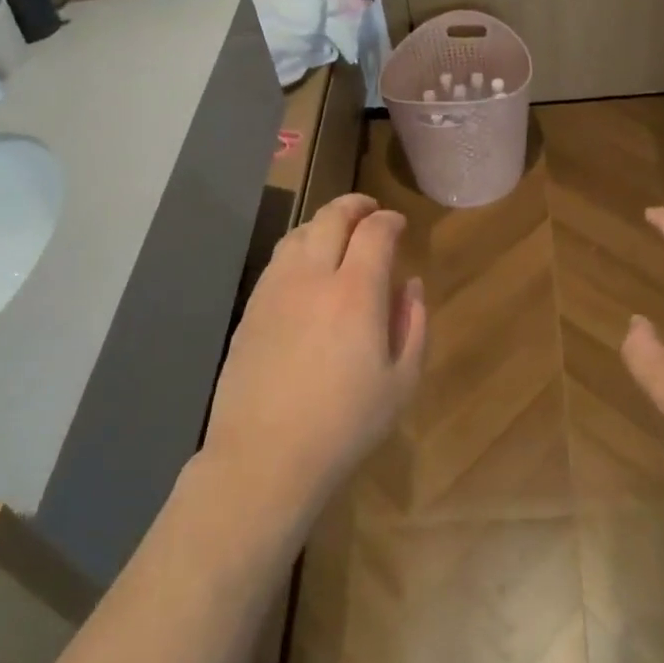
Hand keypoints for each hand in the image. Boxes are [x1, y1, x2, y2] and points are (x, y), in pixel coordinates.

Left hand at [203, 194, 426, 525]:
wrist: (266, 456)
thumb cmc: (346, 424)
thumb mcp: (402, 381)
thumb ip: (412, 324)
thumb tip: (410, 285)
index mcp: (356, 293)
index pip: (374, 232)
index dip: (390, 220)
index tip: (399, 224)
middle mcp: (312, 278)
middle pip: (330, 218)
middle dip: (355, 206)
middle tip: (370, 210)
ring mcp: (274, 291)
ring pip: (298, 234)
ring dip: (323, 223)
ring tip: (338, 233)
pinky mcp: (250, 310)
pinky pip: (277, 261)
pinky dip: (298, 248)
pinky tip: (306, 269)